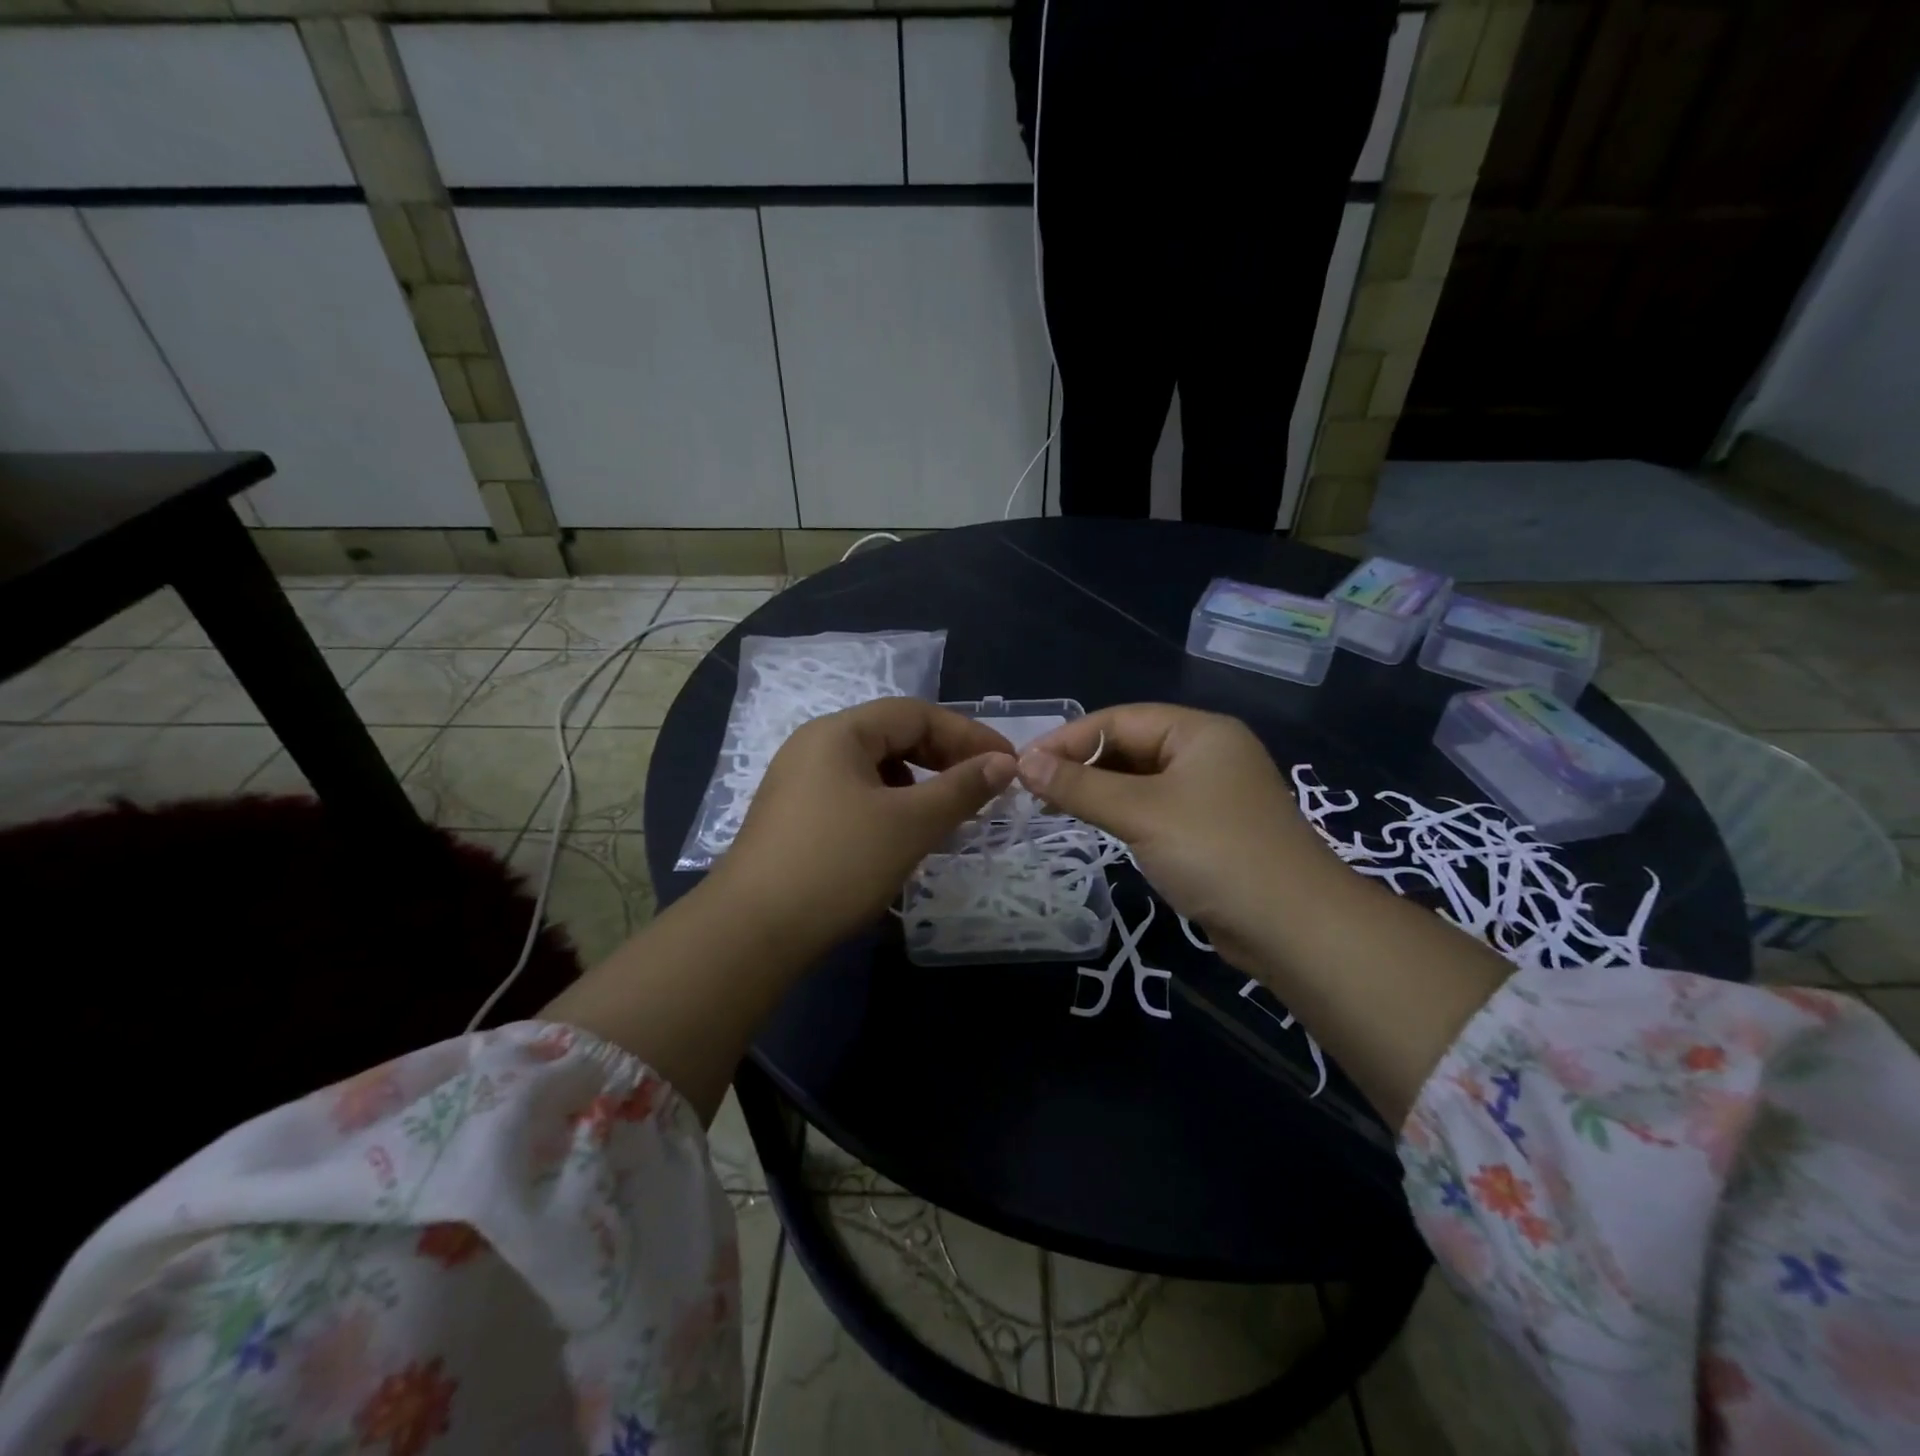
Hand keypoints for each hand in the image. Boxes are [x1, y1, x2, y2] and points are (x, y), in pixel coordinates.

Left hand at [712, 698, 1017, 954]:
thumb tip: (1005, 762)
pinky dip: (890, 806)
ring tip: (948, 814)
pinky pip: (855, 795)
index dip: (967, 735)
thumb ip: (962, 788)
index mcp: (839, 733)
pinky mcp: (795, 818)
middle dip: (944, 758)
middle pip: (893, 736)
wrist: (752, 932)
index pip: (916, 714)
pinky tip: (903, 836)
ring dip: (919, 784)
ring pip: (875, 769)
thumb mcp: (910, 823)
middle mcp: (815, 746)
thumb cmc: (838, 865)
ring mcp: (799, 783)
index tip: (1007, 763)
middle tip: (983, 788)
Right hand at [1015, 704, 1342, 967]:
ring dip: (1098, 790)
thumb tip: (1023, 762)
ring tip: (1054, 808)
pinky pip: (1155, 807)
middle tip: (1034, 790)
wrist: (1295, 928)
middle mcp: (1208, 752)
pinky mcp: (1211, 829)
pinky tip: (1096, 826)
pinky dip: (1122, 812)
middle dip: (1082, 764)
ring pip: (1140, 779)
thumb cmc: (1216, 853)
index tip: (1023, 765)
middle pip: (1130, 746)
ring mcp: (1212, 792)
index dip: (1068, 739)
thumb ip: (1080, 786)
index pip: (1119, 719)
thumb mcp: (1141, 813)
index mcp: (1199, 731)